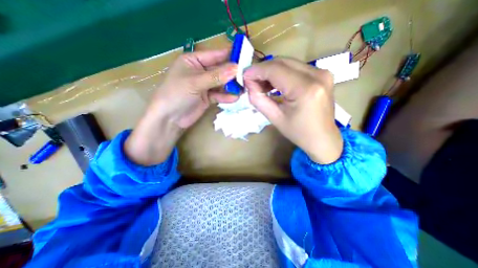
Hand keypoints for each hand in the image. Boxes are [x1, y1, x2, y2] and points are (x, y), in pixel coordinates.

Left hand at [123, 48, 237, 165]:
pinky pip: (220, 95)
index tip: (245, 57)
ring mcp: (205, 86)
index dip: (229, 55)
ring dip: (231, 86)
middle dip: (232, 74)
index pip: (215, 55)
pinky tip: (234, 98)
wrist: (170, 118)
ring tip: (243, 89)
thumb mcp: (195, 82)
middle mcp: (201, 72)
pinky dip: (226, 97)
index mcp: (194, 61)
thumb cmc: (176, 94)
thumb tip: (236, 68)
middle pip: (220, 70)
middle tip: (247, 76)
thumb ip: (216, 76)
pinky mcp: (208, 98)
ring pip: (222, 83)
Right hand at [245, 57, 341, 163]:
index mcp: (305, 89)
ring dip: (272, 72)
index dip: (257, 71)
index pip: (275, 69)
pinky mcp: (322, 74)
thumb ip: (258, 99)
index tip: (244, 76)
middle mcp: (317, 75)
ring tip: (262, 85)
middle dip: (263, 70)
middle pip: (282, 62)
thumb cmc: (298, 132)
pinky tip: (275, 84)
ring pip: (288, 63)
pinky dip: (282, 74)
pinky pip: (296, 68)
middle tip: (252, 82)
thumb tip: (249, 84)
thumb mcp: (274, 118)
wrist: (322, 138)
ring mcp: (322, 72)